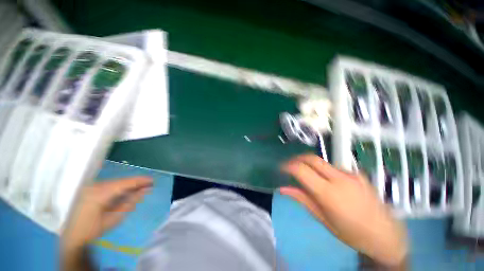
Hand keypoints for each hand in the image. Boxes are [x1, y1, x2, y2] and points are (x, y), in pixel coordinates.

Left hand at [63, 177, 152, 250]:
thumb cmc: (94, 229)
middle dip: (135, 183)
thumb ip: (130, 202)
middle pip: (120, 181)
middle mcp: (94, 186)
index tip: (152, 180)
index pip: (124, 183)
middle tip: (148, 185)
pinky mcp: (90, 189)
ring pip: (115, 182)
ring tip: (140, 188)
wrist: (72, 236)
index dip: (139, 181)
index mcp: (99, 194)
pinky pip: (109, 185)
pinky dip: (120, 188)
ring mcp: (91, 187)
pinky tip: (126, 191)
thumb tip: (145, 190)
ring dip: (128, 185)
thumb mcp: (115, 217)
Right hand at [281, 154, 406, 266]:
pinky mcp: (358, 173)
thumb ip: (302, 199)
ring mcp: (351, 174)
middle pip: (312, 158)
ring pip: (322, 162)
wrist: (386, 235)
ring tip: (307, 177)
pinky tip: (327, 182)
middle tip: (289, 166)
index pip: (301, 170)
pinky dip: (323, 170)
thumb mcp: (323, 219)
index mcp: (329, 193)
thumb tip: (282, 189)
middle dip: (297, 159)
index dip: (288, 166)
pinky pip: (333, 167)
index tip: (281, 169)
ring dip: (310, 166)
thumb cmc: (351, 233)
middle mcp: (340, 178)